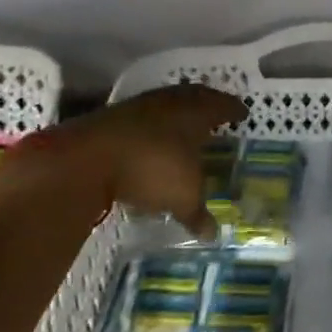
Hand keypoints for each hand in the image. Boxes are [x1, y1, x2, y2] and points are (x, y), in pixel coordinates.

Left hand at [10, 84, 246, 229]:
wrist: (89, 157)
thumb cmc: (152, 168)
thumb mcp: (182, 196)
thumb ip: (197, 213)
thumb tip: (212, 234)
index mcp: (196, 112)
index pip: (221, 105)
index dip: (233, 109)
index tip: (242, 112)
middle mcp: (170, 102)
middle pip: (194, 97)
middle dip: (206, 104)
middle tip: (216, 112)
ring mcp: (139, 107)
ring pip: (166, 105)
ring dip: (176, 114)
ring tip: (183, 126)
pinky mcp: (112, 117)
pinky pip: (142, 118)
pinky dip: (151, 127)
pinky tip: (150, 141)